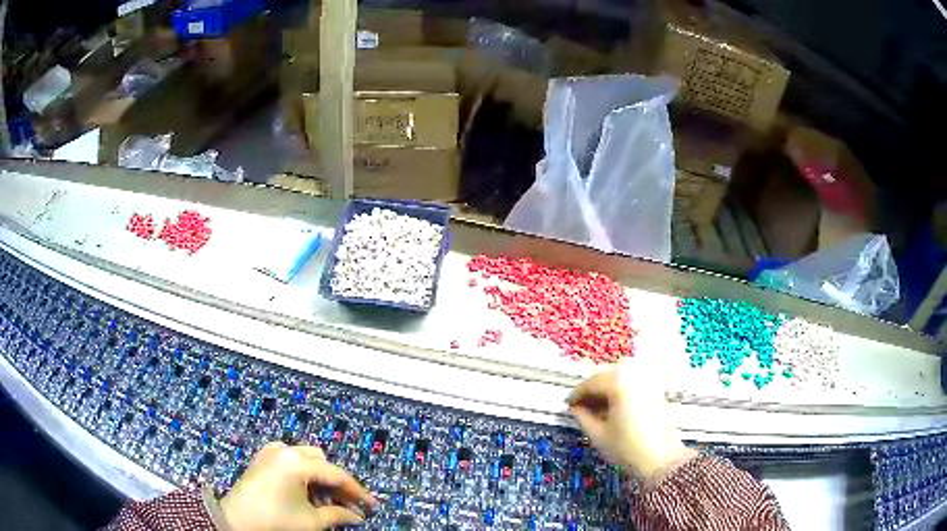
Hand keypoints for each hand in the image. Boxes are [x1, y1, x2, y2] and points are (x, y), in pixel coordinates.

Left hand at [220, 442, 377, 530]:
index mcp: (298, 462)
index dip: (358, 492)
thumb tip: (357, 516)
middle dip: (337, 484)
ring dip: (321, 478)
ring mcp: (271, 451)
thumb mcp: (311, 521)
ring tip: (326, 502)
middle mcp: (286, 449)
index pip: (337, 475)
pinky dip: (303, 473)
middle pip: (323, 462)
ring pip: (307, 458)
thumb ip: (338, 515)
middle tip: (348, 505)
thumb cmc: (275, 520)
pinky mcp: (262, 457)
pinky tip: (305, 491)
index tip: (372, 506)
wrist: (236, 520)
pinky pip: (290, 459)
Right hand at [567, 358, 695, 482]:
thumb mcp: (598, 434)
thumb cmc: (627, 447)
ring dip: (606, 389)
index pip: (590, 383)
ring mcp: (647, 378)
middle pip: (605, 376)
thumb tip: (575, 407)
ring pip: (619, 377)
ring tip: (597, 408)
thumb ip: (582, 417)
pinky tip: (614, 407)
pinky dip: (621, 390)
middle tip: (580, 408)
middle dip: (592, 390)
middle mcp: (634, 372)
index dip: (576, 395)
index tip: (567, 405)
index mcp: (618, 381)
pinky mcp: (656, 387)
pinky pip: (632, 381)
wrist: (662, 458)